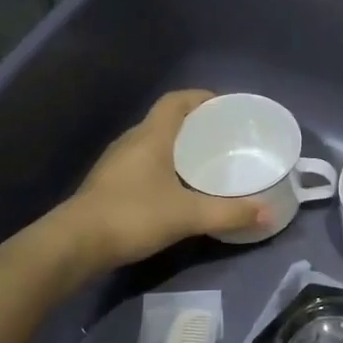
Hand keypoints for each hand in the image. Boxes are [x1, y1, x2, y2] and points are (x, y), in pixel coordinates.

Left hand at [65, 90, 265, 267]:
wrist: (74, 244)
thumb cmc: (133, 216)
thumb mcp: (187, 215)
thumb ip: (229, 213)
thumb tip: (267, 213)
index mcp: (151, 136)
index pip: (176, 100)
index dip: (201, 97)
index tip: (226, 108)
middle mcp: (132, 141)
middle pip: (166, 119)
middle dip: (195, 124)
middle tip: (224, 138)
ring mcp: (116, 162)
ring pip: (153, 142)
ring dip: (178, 146)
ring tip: (205, 162)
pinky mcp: (108, 184)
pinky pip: (143, 163)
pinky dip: (163, 166)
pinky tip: (176, 188)